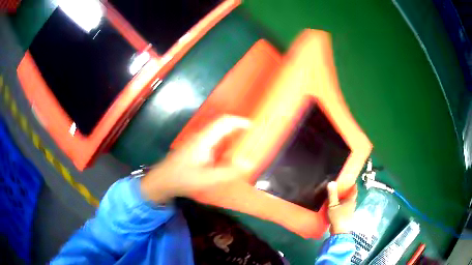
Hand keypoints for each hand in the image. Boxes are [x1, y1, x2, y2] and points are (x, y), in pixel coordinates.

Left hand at [140, 115, 249, 203]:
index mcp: (204, 139)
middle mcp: (200, 136)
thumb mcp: (208, 179)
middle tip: (251, 137)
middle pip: (221, 124)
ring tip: (242, 144)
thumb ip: (229, 172)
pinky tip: (226, 154)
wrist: (162, 181)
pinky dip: (223, 141)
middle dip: (237, 127)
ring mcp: (196, 140)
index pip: (224, 122)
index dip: (240, 121)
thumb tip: (249, 163)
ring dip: (230, 134)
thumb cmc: (183, 179)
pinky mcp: (194, 146)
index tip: (253, 127)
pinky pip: (212, 138)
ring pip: (216, 131)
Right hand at [327, 182, 356, 233]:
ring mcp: (349, 212)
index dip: (353, 185)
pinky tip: (336, 206)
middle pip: (351, 196)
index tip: (350, 180)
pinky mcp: (345, 217)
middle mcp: (352, 205)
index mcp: (351, 201)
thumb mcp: (333, 205)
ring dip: (344, 199)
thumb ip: (332, 194)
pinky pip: (344, 208)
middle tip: (341, 187)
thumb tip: (331, 182)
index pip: (354, 190)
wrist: (339, 232)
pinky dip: (341, 205)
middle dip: (347, 192)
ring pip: (347, 203)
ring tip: (337, 196)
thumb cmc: (338, 217)